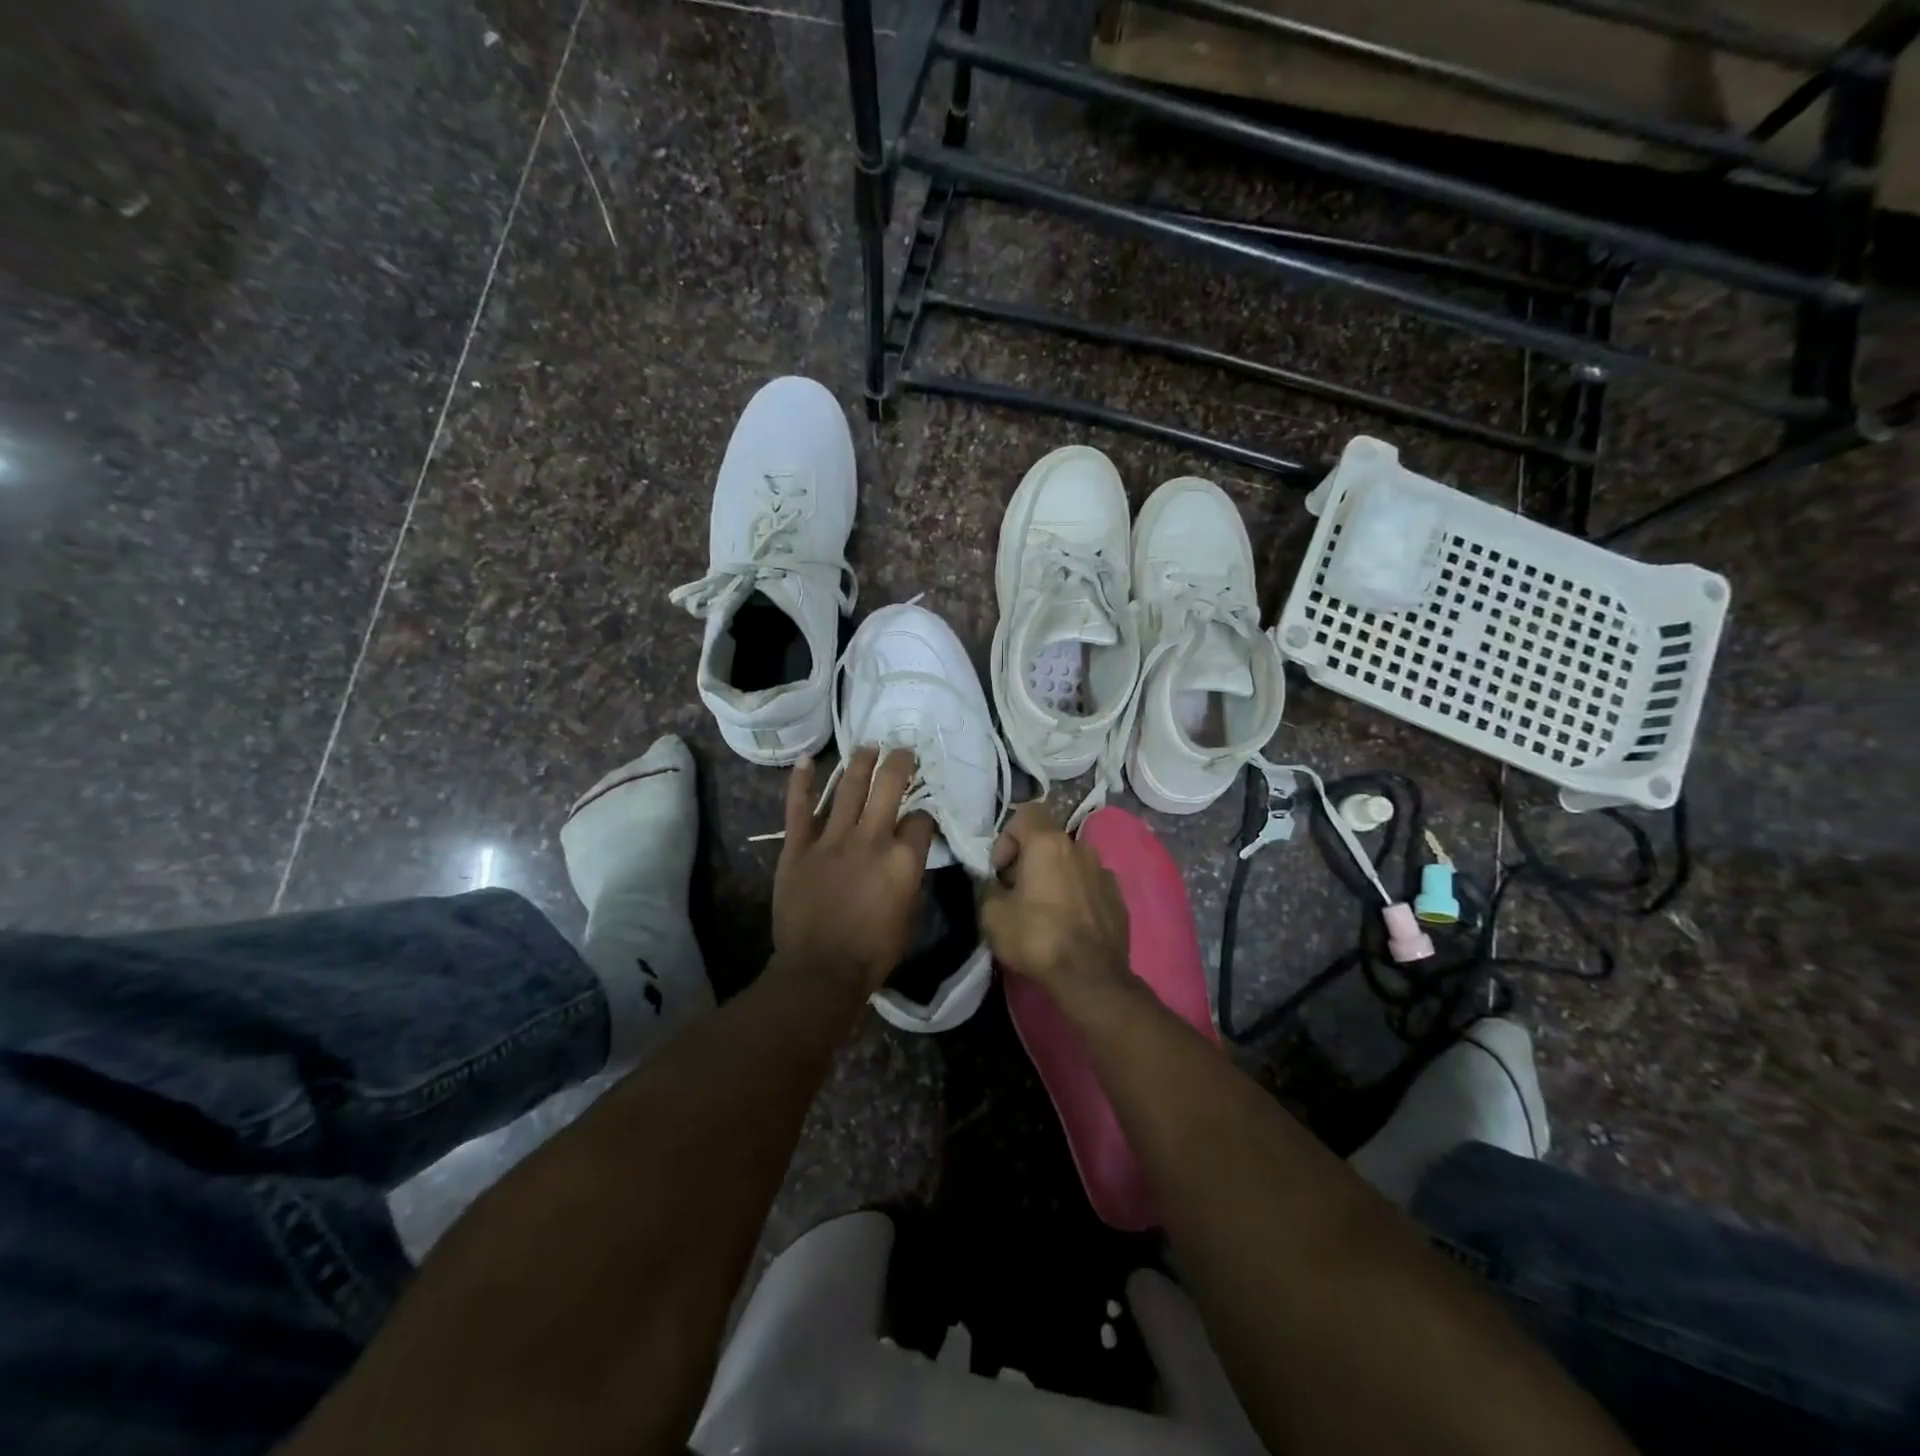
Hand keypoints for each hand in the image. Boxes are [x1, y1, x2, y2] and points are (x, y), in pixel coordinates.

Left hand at [773, 746, 935, 997]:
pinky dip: (801, 782)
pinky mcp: (798, 847)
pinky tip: (807, 761)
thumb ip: (909, 879)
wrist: (820, 971)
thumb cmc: (873, 952)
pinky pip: (799, 808)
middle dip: (899, 763)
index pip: (920, 820)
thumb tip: (906, 858)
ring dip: (860, 762)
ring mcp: (831, 839)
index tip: (921, 817)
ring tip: (868, 746)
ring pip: (848, 787)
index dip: (924, 815)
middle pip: (888, 786)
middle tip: (902, 750)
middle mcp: (870, 839)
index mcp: (902, 859)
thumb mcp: (910, 916)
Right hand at [979, 801, 1130, 998]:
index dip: (1007, 837)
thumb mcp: (991, 915)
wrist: (1091, 977)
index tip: (1001, 871)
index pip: (1026, 813)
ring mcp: (1104, 871)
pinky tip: (1069, 924)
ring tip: (1045, 909)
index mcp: (1049, 843)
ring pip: (1071, 862)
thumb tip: (995, 884)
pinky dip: (1077, 895)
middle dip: (1030, 859)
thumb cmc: (1037, 938)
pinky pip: (1089, 884)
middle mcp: (1080, 848)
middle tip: (1018, 893)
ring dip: (1055, 876)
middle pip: (1048, 840)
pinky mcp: (1118, 897)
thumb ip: (988, 888)